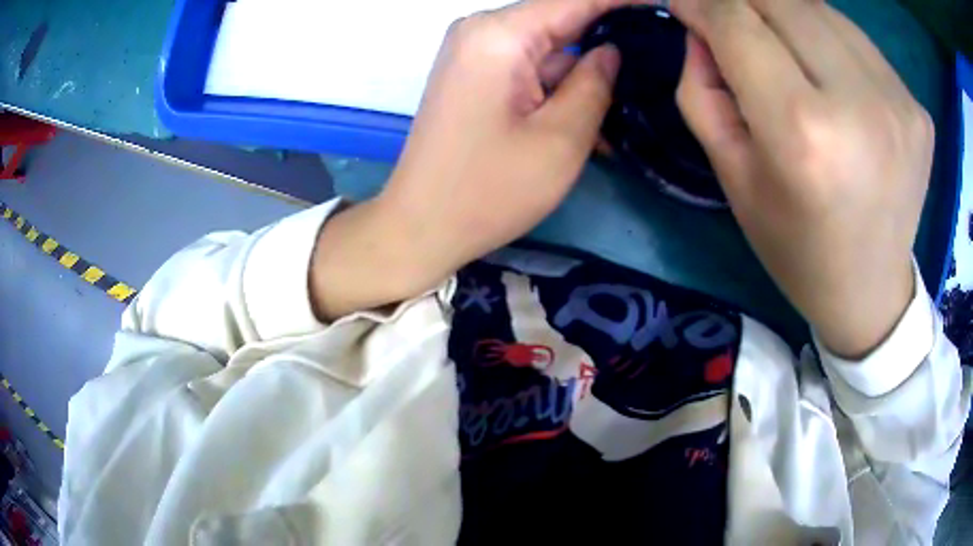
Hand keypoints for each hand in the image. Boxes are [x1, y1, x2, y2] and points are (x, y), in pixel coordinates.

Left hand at [311, 0, 631, 319]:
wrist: (422, 226)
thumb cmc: (489, 189)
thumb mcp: (561, 138)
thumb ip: (594, 83)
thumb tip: (611, 51)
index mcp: (499, 35)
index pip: (574, 0)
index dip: (620, 0)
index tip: (659, 4)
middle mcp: (481, 32)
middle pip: (559, 20)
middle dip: (607, 37)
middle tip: (655, 56)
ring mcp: (475, 54)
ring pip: (547, 48)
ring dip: (584, 75)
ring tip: (628, 106)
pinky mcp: (475, 77)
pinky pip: (528, 68)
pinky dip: (559, 88)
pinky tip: (590, 120)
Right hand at [673, 0, 933, 357]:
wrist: (870, 290)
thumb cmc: (796, 246)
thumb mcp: (732, 178)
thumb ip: (703, 91)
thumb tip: (701, 29)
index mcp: (804, 134)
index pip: (738, 24)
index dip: (702, 4)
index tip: (685, 6)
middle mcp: (859, 105)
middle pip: (781, 0)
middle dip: (742, 2)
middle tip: (732, 24)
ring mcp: (898, 102)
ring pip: (821, 8)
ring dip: (786, 14)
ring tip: (781, 47)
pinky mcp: (917, 107)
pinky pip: (857, 39)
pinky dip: (828, 38)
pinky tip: (827, 71)